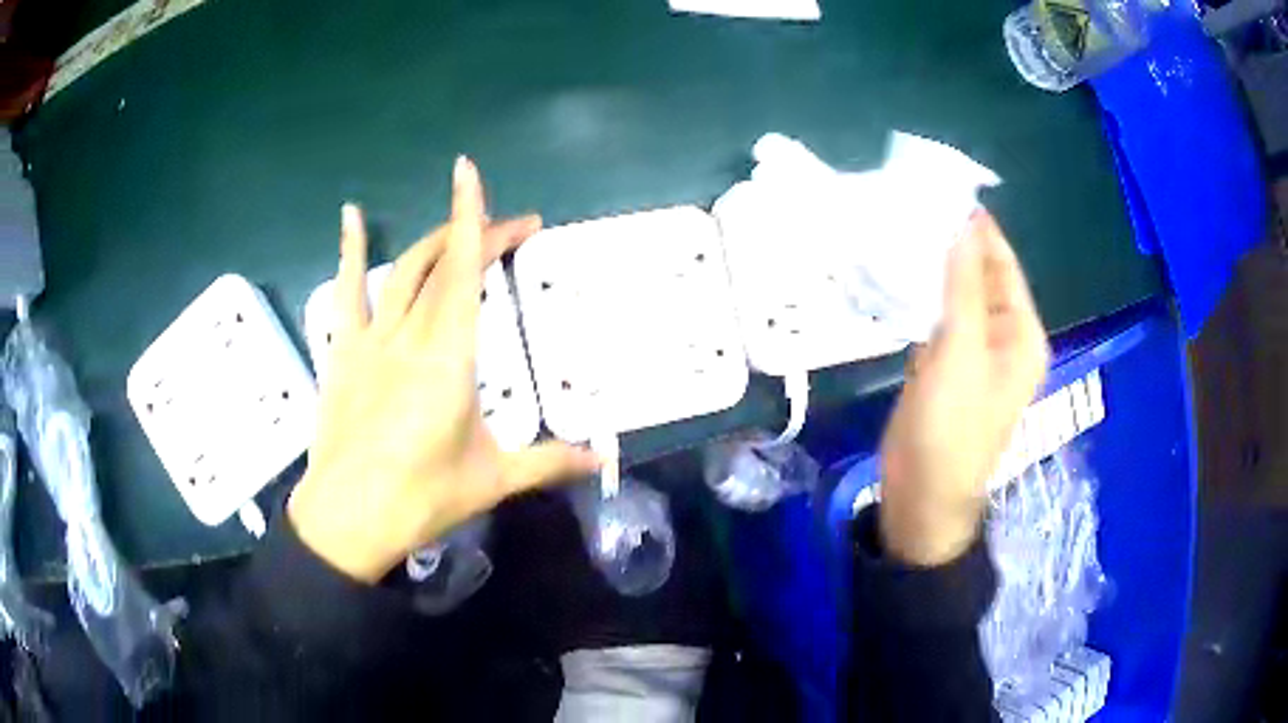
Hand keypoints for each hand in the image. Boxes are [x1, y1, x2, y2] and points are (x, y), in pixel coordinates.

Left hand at [288, 157, 600, 582]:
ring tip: (457, 226)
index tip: (477, 175)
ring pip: (401, 270)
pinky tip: (351, 216)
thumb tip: (606, 459)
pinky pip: (346, 292)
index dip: (474, 219)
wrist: (348, 518)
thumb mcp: (493, 479)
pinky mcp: (343, 352)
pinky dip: (350, 251)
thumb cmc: (422, 498)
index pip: (464, 271)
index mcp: (450, 356)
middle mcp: (410, 333)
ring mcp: (371, 339)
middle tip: (514, 228)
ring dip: (431, 241)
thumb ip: (550, 462)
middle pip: (442, 263)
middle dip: (476, 232)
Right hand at [878, 211, 1048, 566]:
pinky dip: (920, 295)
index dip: (975, 227)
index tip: (937, 189)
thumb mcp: (961, 353)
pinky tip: (893, 274)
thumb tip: (962, 225)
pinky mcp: (945, 364)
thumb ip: (964, 287)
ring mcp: (973, 351)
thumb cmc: (951, 429)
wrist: (922, 496)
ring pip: (955, 295)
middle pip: (979, 276)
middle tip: (907, 205)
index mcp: (1021, 332)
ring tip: (895, 229)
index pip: (1001, 262)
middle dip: (949, 244)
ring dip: (931, 268)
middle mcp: (1003, 336)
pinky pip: (937, 317)